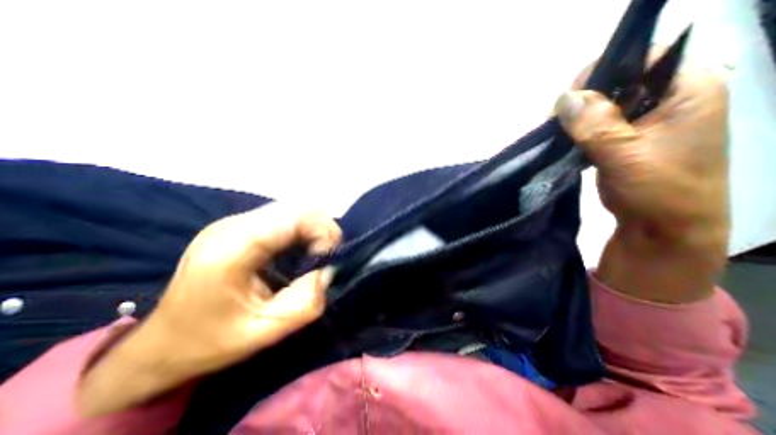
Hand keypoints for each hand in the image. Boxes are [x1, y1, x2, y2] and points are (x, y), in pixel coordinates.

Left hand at [77, 206, 340, 416]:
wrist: (163, 342)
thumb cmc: (211, 341)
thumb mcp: (266, 331)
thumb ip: (306, 302)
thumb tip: (329, 270)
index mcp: (231, 250)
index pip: (292, 218)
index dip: (322, 231)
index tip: (330, 257)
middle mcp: (231, 226)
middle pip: (294, 208)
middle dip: (321, 228)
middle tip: (327, 255)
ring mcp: (233, 222)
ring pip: (290, 209)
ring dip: (312, 227)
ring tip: (316, 252)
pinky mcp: (239, 226)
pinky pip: (282, 216)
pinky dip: (300, 228)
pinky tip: (300, 248)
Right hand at [557, 59, 727, 301]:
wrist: (662, 228)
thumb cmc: (660, 190)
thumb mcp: (627, 154)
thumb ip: (596, 125)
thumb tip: (564, 98)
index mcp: (687, 91)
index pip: (644, 59)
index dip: (605, 72)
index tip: (571, 100)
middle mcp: (666, 100)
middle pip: (617, 83)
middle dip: (584, 101)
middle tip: (560, 122)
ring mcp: (642, 123)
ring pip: (601, 107)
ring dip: (577, 120)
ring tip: (560, 135)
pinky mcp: (622, 141)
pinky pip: (595, 127)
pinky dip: (577, 133)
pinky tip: (566, 143)